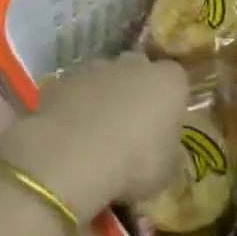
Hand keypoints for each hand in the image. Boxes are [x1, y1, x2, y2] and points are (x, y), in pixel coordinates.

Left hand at [0, 53, 188, 218]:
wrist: (73, 155)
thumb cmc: (134, 163)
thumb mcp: (167, 170)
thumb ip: (167, 150)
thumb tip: (161, 147)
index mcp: (166, 82)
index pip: (176, 78)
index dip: (170, 100)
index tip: (164, 124)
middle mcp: (131, 65)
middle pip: (137, 70)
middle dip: (134, 91)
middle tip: (130, 126)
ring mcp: (92, 69)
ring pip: (101, 78)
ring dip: (101, 97)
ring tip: (95, 133)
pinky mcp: (60, 81)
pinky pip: (73, 92)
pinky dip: (72, 106)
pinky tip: (69, 134)